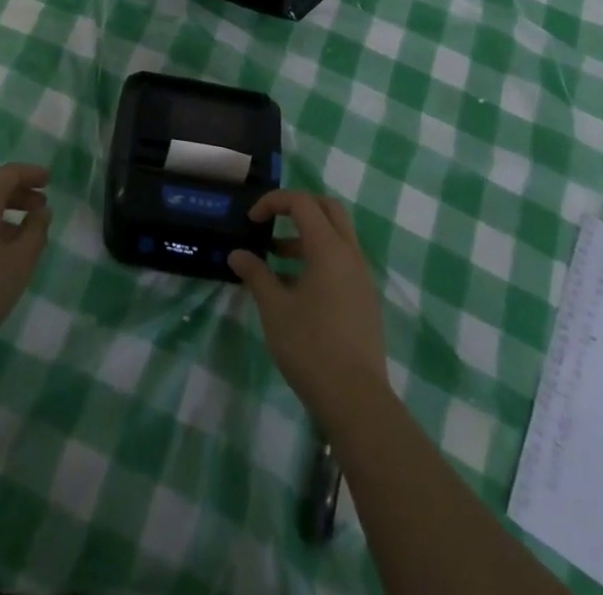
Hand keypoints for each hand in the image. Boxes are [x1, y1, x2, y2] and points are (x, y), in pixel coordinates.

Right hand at [229, 191, 388, 422]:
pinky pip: (342, 262)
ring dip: (306, 237)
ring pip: (337, 237)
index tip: (251, 220)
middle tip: (272, 223)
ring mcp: (362, 278)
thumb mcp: (274, 308)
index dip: (273, 202)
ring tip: (275, 261)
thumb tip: (237, 254)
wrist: (357, 400)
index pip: (302, 202)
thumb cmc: (311, 346)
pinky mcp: (365, 300)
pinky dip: (319, 260)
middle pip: (328, 209)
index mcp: (329, 248)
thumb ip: (256, 274)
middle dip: (298, 208)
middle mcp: (350, 254)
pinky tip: (295, 290)